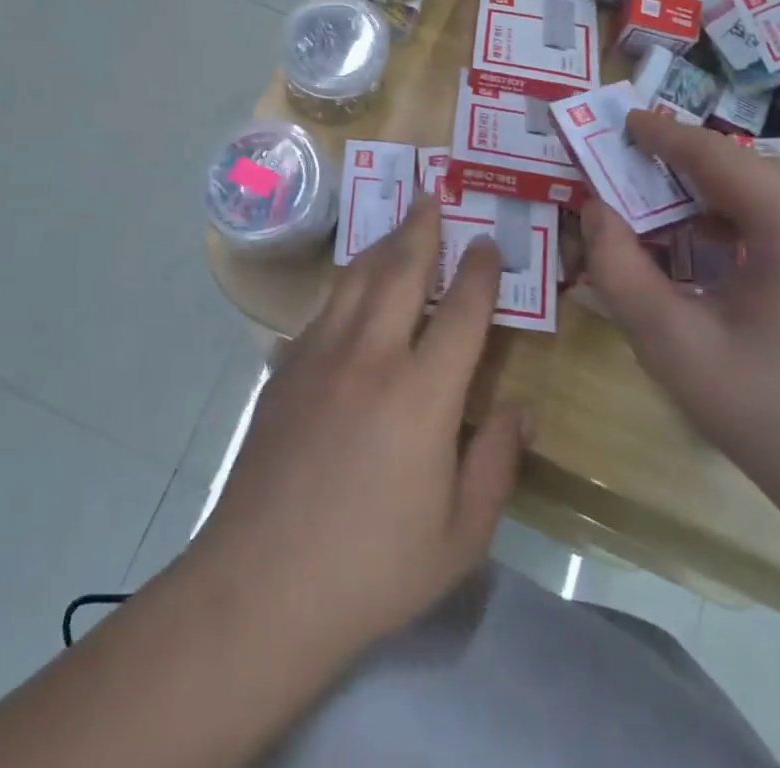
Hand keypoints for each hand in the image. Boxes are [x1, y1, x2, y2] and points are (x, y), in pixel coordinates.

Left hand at [190, 195, 529, 664]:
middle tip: (433, 195)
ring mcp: (320, 356)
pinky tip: (352, 290)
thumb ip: (496, 463)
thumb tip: (519, 409)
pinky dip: (347, 286)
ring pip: (356, 279)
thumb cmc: (372, 568)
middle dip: (422, 227)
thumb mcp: (460, 535)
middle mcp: (370, 356)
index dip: (480, 270)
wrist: (260, 585)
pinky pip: (324, 310)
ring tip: (398, 224)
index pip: (462, 311)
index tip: (488, 241)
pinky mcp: (285, 369)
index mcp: (422, 393)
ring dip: (381, 245)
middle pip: (401, 270)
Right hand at [582, 113, 779, 535]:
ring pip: (771, 195)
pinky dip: (743, 221)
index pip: (715, 153)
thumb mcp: (672, 344)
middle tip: (629, 168)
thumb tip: (595, 211)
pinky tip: (713, 252)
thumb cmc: (775, 417)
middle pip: (746, 168)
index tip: (621, 121)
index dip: (662, 134)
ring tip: (661, 207)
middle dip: (684, 162)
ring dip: (712, 192)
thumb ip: (619, 269)